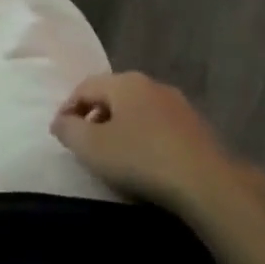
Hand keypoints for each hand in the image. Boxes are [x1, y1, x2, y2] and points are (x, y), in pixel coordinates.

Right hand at [51, 72, 249, 211]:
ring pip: (138, 109)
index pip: (85, 86)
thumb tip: (61, 121)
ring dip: (120, 126)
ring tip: (113, 154)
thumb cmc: (140, 159)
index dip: (67, 108)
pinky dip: (144, 137)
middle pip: (112, 94)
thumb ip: (69, 130)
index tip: (59, 133)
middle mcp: (151, 84)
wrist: (205, 181)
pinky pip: (158, 125)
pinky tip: (144, 160)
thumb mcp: (92, 147)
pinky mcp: (196, 125)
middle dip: (94, 115)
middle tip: (84, 142)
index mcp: (124, 82)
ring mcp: (177, 103)